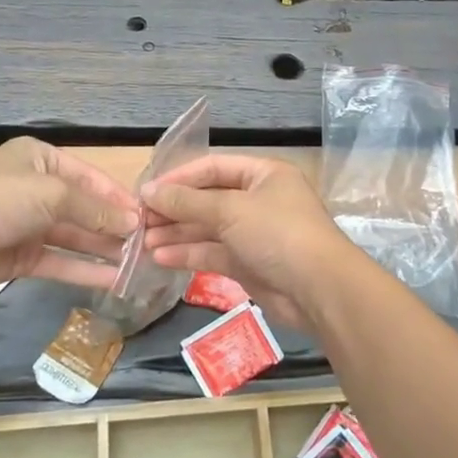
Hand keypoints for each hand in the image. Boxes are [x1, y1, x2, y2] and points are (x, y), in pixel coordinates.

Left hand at [0, 138, 139, 292]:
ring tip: (137, 263)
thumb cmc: (1, 198)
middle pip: (83, 208)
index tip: (148, 215)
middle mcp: (37, 188)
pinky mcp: (22, 257)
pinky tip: (114, 280)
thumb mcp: (53, 194)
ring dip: (103, 248)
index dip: (118, 196)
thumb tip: (133, 222)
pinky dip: (85, 269)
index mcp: (41, 159)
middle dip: (113, 225)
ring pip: (74, 237)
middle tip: (147, 243)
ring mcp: (29, 224)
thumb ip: (95, 210)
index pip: (89, 177)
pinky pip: (60, 261)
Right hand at [140, 155, 354, 330]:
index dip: (179, 177)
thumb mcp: (230, 209)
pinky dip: (188, 254)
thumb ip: (187, 201)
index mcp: (263, 174)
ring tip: (141, 241)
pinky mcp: (249, 264)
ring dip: (176, 233)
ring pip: (207, 229)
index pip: (213, 167)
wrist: (319, 290)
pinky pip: (213, 253)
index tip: (147, 190)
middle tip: (138, 219)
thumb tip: (148, 190)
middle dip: (174, 209)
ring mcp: (253, 234)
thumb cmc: (277, 233)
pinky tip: (160, 257)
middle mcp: (258, 200)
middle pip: (208, 199)